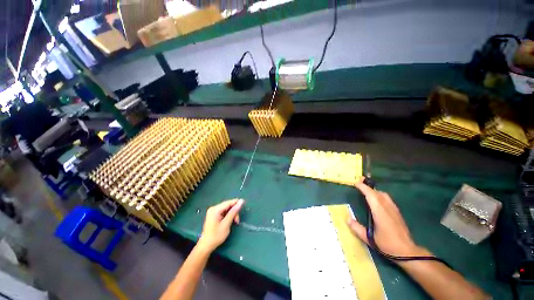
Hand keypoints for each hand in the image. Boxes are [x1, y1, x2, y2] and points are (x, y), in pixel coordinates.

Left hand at [198, 199, 243, 252]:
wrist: (206, 246)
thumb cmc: (216, 236)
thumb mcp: (226, 223)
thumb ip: (233, 212)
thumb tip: (241, 201)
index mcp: (215, 209)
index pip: (228, 202)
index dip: (237, 203)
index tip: (244, 205)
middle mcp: (214, 208)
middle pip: (228, 205)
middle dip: (234, 211)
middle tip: (237, 220)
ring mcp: (213, 211)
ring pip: (227, 209)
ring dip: (232, 214)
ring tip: (235, 222)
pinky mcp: (214, 215)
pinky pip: (224, 212)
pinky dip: (229, 216)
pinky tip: (230, 221)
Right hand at [348, 180, 428, 259]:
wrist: (408, 252)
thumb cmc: (387, 245)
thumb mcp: (369, 239)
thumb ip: (357, 228)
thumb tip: (347, 218)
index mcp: (380, 212)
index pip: (371, 195)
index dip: (363, 187)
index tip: (355, 183)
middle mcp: (387, 208)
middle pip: (377, 192)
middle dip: (367, 186)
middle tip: (358, 184)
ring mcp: (394, 209)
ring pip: (384, 194)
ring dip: (374, 190)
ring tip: (366, 191)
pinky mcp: (397, 212)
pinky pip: (387, 199)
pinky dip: (380, 195)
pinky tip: (377, 200)